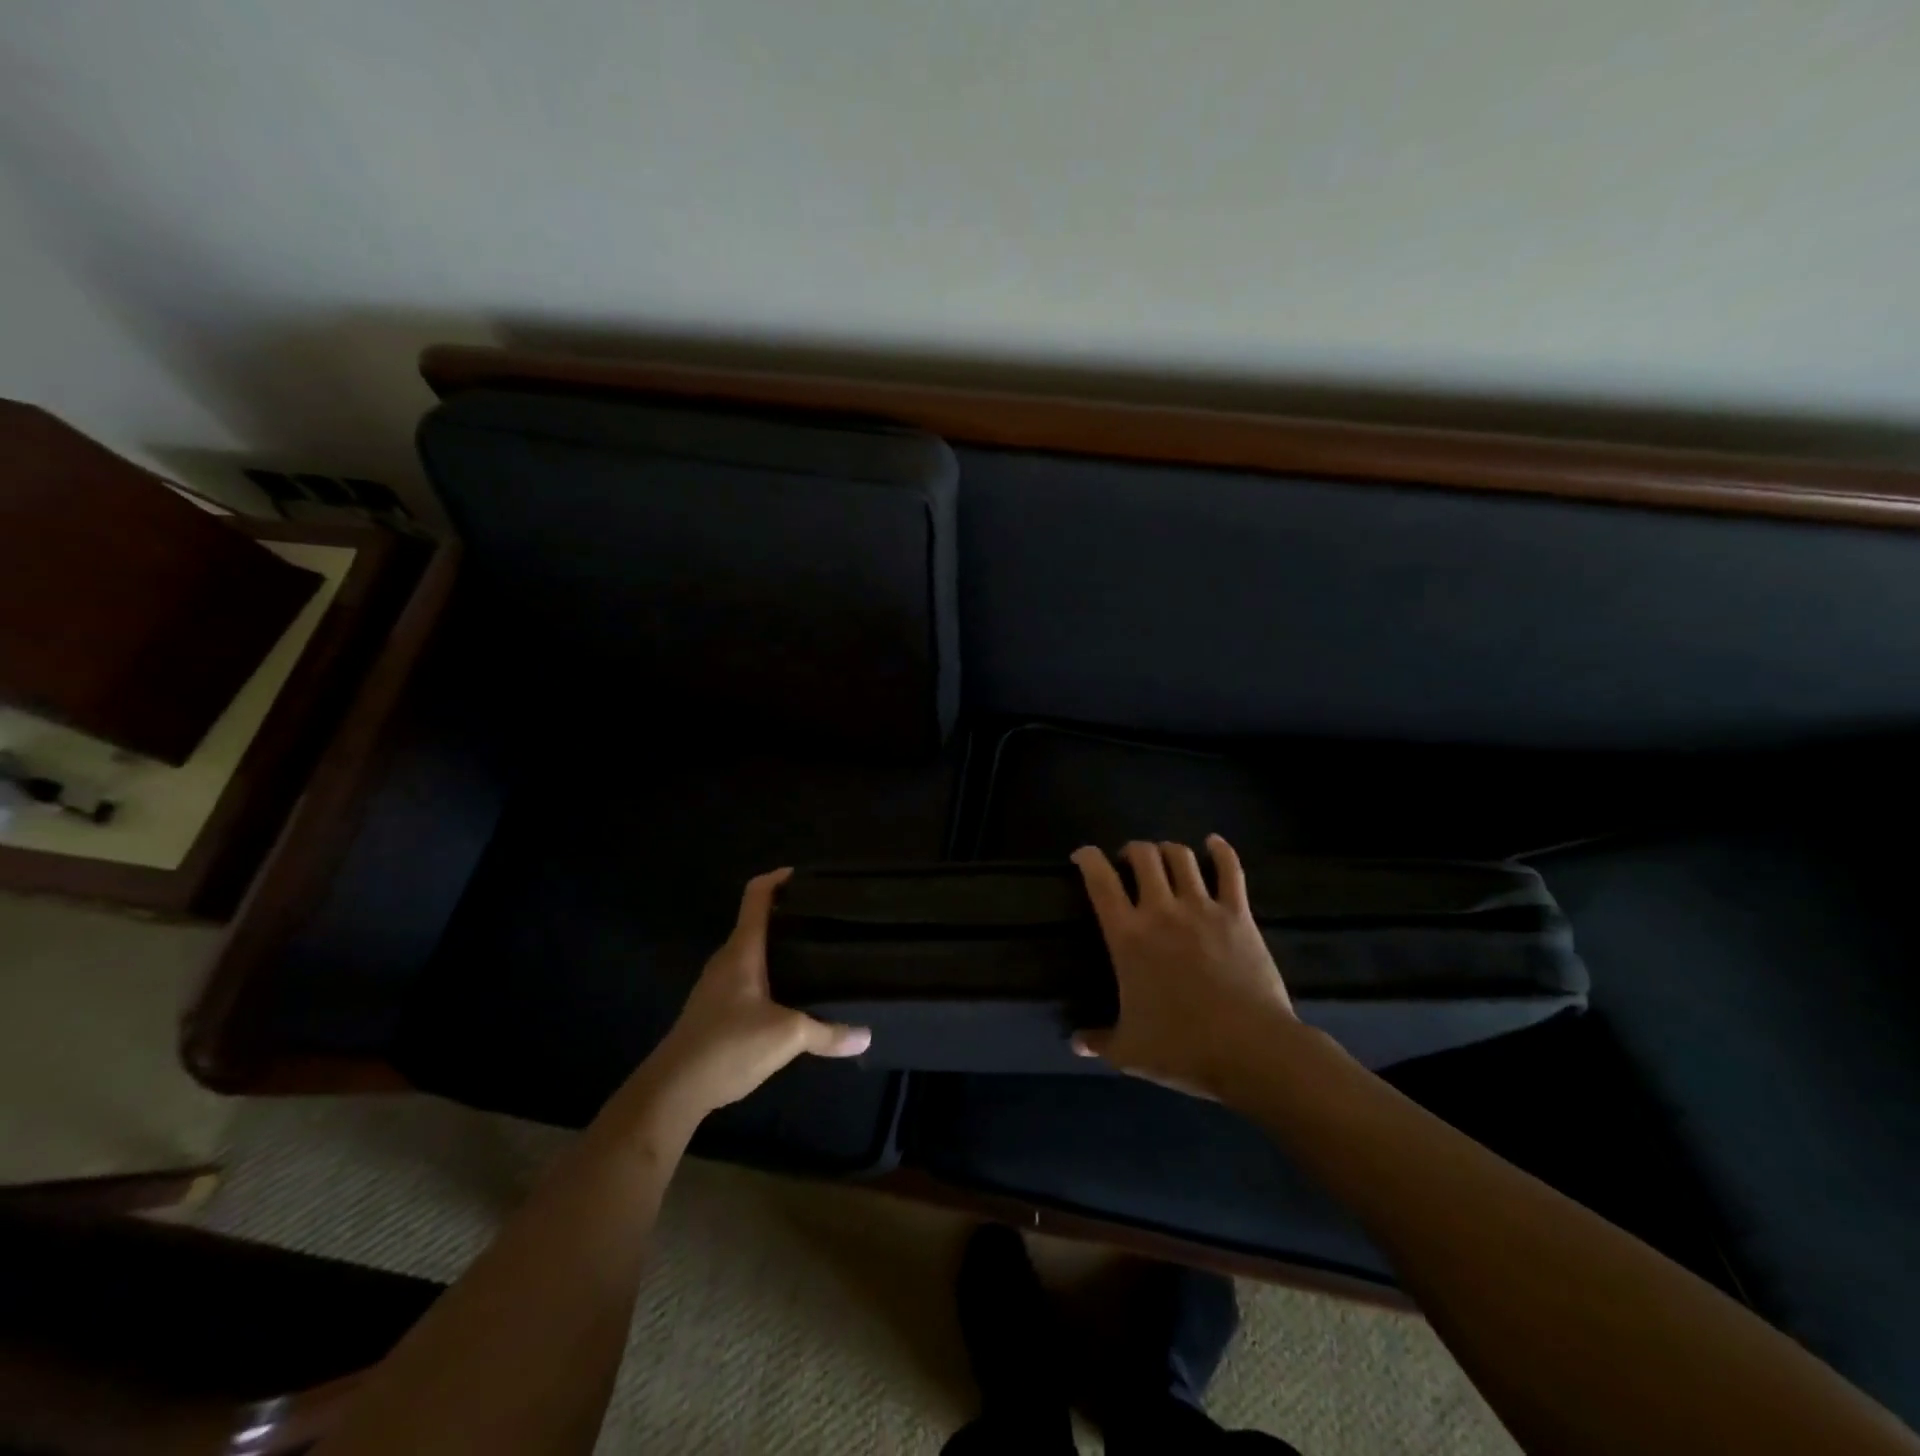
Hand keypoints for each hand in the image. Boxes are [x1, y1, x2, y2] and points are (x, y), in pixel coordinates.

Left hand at [640, 869, 870, 1122]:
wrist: (672, 1090)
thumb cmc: (728, 1046)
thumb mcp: (787, 1037)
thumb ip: (827, 1033)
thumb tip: (866, 1036)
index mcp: (742, 950)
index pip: (756, 896)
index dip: (778, 878)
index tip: (807, 877)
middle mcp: (727, 960)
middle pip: (756, 922)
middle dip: (788, 916)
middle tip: (825, 920)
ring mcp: (716, 986)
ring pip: (752, 953)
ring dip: (779, 948)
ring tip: (815, 954)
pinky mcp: (714, 1011)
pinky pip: (747, 978)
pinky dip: (770, 974)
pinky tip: (791, 995)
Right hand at [1071, 836, 1297, 1099]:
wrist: (1251, 1051)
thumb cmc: (1183, 1049)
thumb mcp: (1129, 1052)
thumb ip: (1098, 1041)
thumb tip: (1075, 1042)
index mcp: (1128, 936)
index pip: (1100, 881)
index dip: (1088, 859)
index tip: (1083, 856)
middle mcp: (1161, 911)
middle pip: (1143, 856)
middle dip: (1131, 851)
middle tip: (1128, 863)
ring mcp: (1203, 908)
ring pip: (1180, 856)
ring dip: (1168, 850)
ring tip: (1164, 859)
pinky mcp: (1238, 915)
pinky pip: (1230, 870)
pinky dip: (1220, 851)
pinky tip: (1213, 844)